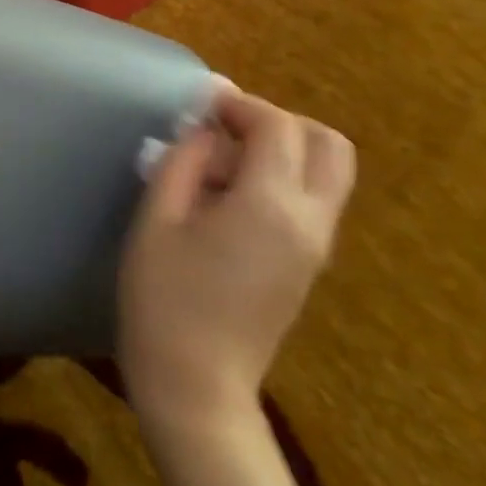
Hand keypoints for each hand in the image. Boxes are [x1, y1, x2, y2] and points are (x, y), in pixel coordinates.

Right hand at [118, 80, 355, 439]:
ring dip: (283, 149)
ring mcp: (316, 247)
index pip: (277, 127)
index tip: (200, 102)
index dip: (239, 103)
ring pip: (327, 173)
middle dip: (279, 121)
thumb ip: (185, 161)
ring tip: (222, 162)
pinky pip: (312, 201)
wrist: (195, 383)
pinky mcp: (309, 265)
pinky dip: (282, 178)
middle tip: (226, 128)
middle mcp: (310, 221)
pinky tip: (229, 196)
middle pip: (327, 144)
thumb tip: (205, 129)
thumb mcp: (158, 218)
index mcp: (271, 205)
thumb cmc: (164, 297)